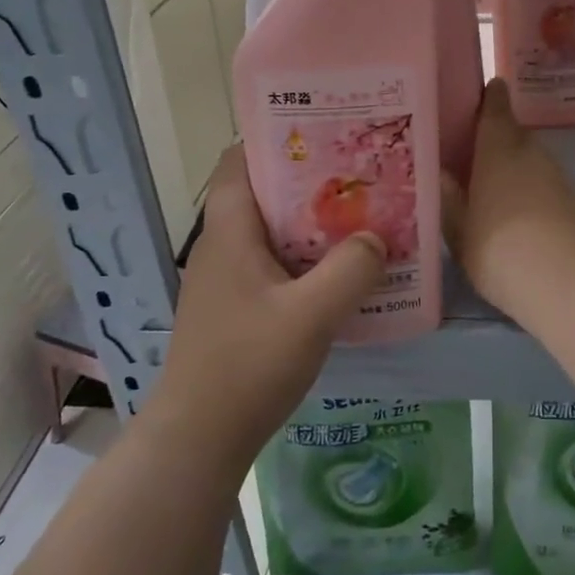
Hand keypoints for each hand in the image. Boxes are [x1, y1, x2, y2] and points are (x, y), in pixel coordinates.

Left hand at [160, 147, 385, 462]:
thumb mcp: (311, 315)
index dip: (276, 139)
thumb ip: (351, 270)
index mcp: (229, 231)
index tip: (325, 134)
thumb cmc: (248, 365)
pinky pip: (275, 266)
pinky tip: (342, 275)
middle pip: (264, 194)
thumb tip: (376, 239)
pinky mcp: (237, 308)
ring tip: (361, 219)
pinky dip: (307, 260)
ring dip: (313, 224)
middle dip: (310, 181)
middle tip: (360, 177)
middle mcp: (223, 246)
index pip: (239, 160)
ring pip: (273, 232)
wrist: (198, 440)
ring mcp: (227, 280)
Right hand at [443, 79, 574, 320]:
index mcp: (499, 150)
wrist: (571, 285)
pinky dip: (529, 192)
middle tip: (468, 154)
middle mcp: (532, 154)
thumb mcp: (459, 231)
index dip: (488, 97)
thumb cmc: (501, 251)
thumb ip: (448, 200)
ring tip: (487, 189)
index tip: (477, 94)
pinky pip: (544, 185)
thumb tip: (440, 174)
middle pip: (513, 135)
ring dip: (512, 169)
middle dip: (493, 140)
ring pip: (529, 161)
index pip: (496, 107)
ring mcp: (558, 178)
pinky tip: (515, 215)